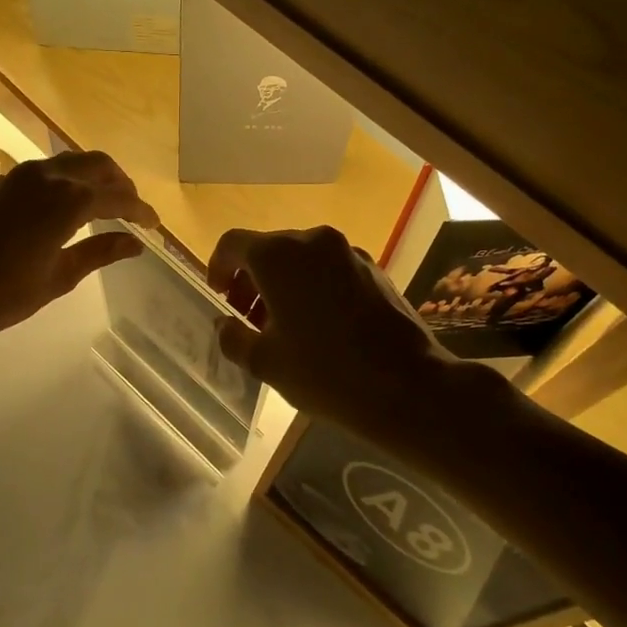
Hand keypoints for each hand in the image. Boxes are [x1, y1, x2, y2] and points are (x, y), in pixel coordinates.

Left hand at [0, 152, 158, 351]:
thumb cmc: (2, 293)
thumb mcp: (59, 277)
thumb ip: (99, 253)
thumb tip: (135, 243)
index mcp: (70, 200)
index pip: (119, 197)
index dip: (141, 210)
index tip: (155, 226)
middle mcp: (50, 176)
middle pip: (99, 165)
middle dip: (122, 184)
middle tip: (134, 211)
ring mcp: (24, 175)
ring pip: (74, 161)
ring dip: (97, 177)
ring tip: (108, 205)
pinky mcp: (5, 182)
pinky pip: (51, 168)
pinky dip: (72, 178)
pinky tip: (73, 203)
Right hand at [207, 226, 484, 440]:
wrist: (408, 386)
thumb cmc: (324, 372)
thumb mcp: (265, 362)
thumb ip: (233, 337)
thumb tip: (224, 325)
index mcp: (278, 256)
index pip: (233, 244)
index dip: (218, 268)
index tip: (219, 297)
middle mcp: (312, 241)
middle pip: (268, 249)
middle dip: (251, 280)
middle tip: (247, 319)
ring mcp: (348, 252)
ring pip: (301, 259)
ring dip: (282, 284)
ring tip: (282, 327)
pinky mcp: (374, 269)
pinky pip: (329, 269)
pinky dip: (313, 287)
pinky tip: (319, 326)